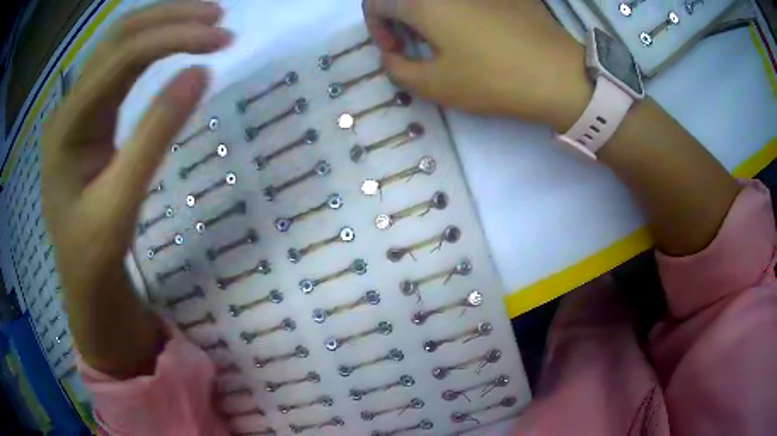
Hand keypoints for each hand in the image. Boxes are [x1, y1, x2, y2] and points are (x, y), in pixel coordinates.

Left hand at [41, 2, 230, 376]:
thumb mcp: (122, 203)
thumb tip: (200, 74)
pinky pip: (118, 66)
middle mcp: (68, 106)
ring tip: (205, 21)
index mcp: (66, 128)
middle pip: (117, 38)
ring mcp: (76, 108)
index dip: (172, 39)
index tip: (222, 39)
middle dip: (169, 18)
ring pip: (117, 45)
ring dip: (161, 24)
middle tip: (219, 18)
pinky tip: (173, 42)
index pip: (120, 60)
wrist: (82, 277)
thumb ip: (154, 136)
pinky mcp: (88, 114)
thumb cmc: (95, 253)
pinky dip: (151, 45)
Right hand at [363, 0, 590, 130]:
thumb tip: (392, 57)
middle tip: (416, 45)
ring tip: (445, 39)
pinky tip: (476, 30)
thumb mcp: (435, 85)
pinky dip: (456, 9)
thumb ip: (398, 69)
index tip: (397, 51)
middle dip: (400, 19)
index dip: (376, 28)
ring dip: (428, 14)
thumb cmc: (493, 79)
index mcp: (423, 1)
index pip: (376, 3)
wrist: (559, 75)